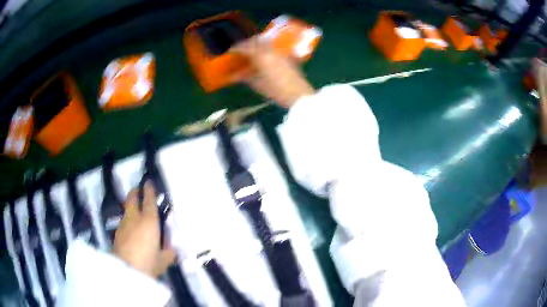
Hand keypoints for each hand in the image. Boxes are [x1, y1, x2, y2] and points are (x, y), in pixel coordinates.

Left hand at [113, 181, 175, 276]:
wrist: (126, 270)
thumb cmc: (149, 262)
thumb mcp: (164, 260)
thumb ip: (169, 252)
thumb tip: (172, 248)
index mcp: (149, 220)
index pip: (148, 199)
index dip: (149, 190)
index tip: (148, 182)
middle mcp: (134, 218)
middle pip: (132, 198)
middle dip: (135, 192)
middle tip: (138, 190)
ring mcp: (123, 224)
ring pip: (126, 210)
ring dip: (130, 207)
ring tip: (135, 212)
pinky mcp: (117, 233)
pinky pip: (123, 222)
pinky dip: (127, 221)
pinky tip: (130, 229)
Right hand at [230, 37, 314, 107]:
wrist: (299, 95)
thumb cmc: (277, 91)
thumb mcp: (258, 85)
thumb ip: (245, 77)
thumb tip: (233, 75)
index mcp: (262, 56)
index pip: (246, 47)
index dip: (237, 48)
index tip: (231, 51)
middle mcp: (271, 50)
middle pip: (256, 41)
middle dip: (246, 43)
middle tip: (240, 49)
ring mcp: (280, 51)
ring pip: (266, 42)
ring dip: (256, 43)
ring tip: (251, 50)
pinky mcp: (288, 56)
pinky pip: (273, 47)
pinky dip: (266, 47)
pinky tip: (264, 54)